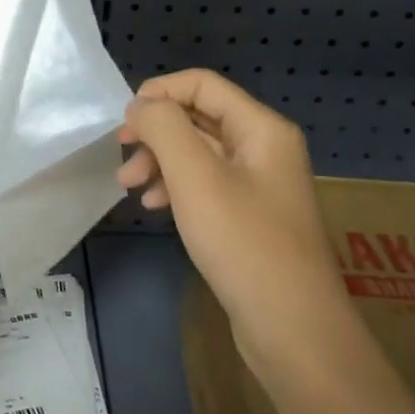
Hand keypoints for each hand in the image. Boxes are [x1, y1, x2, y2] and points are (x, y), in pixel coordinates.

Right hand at [117, 69, 343, 344]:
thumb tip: (141, 105)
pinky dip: (176, 187)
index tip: (124, 122)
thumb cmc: (243, 243)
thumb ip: (164, 128)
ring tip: (129, 187)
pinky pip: (206, 184)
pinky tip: (156, 206)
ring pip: (199, 152)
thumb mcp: (195, 177)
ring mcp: (260, 184)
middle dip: (155, 132)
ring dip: (160, 161)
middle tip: (121, 155)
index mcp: (261, 128)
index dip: (158, 92)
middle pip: (199, 117)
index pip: (202, 84)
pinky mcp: (251, 216)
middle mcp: (265, 148)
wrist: (293, 329)